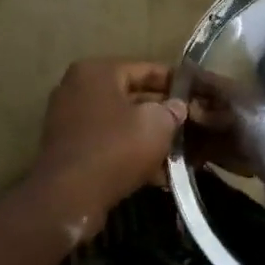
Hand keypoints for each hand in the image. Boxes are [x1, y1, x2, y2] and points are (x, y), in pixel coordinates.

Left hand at [30, 59, 186, 233]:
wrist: (71, 195)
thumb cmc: (117, 148)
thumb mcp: (157, 124)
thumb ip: (172, 110)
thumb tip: (177, 107)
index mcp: (97, 72)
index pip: (146, 69)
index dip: (175, 82)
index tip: (196, 94)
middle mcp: (78, 88)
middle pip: (131, 96)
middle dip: (161, 112)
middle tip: (189, 125)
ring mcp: (69, 119)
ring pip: (121, 122)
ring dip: (147, 136)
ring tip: (177, 151)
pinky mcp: (69, 148)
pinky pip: (108, 142)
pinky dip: (129, 152)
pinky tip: (156, 172)